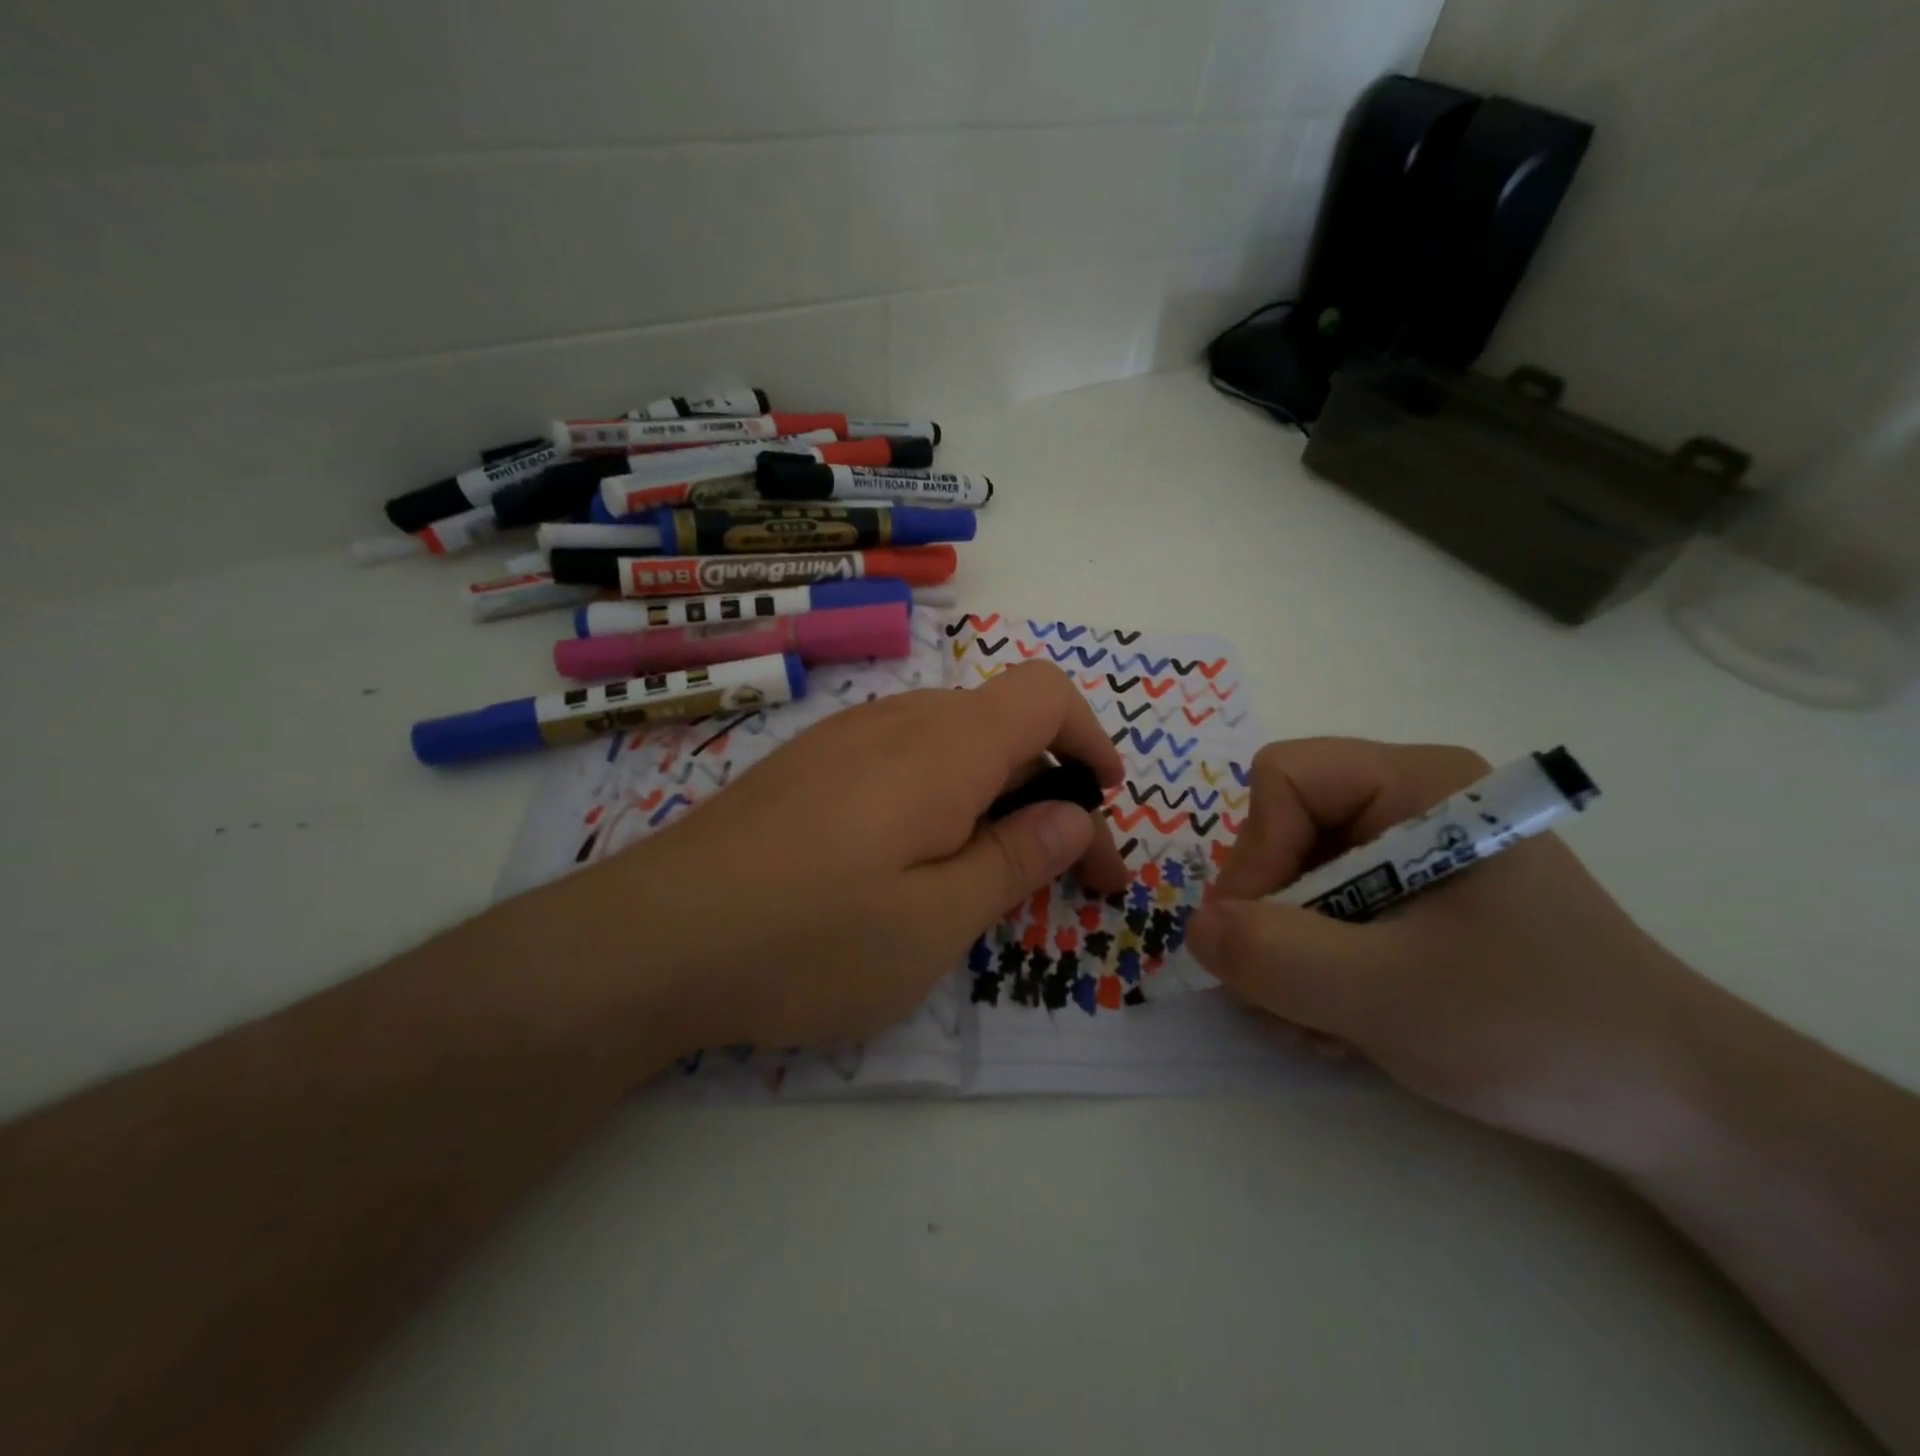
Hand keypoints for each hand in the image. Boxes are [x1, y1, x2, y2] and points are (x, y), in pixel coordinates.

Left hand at [571, 662, 1127, 1054]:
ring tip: (993, 873)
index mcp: (943, 748)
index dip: (1091, 737)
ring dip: (994, 796)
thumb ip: (1013, 860)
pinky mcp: (807, 767)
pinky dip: (940, 798)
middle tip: (1068, 873)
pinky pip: (901, 761)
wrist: (651, 940)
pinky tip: (915, 861)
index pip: (1044, 693)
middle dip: (1052, 789)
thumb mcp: (934, 923)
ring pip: (951, 744)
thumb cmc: (808, 940)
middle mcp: (895, 722)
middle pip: (1002, 724)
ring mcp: (842, 739)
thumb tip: (1071, 817)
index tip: (1105, 801)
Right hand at [1186, 738, 1700, 1166]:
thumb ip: (1272, 955)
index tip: (1260, 938)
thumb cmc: (1539, 1030)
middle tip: (1287, 1000)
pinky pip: (1324, 914)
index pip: (1284, 779)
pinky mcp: (1414, 900)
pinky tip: (1345, 1022)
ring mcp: (1410, 854)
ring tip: (1324, 1026)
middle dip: (1272, 922)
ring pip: (1294, 882)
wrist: (1678, 1110)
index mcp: (1420, 784)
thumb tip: (1196, 928)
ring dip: (1288, 958)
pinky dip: (1316, 969)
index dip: (1256, 854)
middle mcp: (1410, 803)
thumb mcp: (1386, 995)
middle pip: (1282, 833)